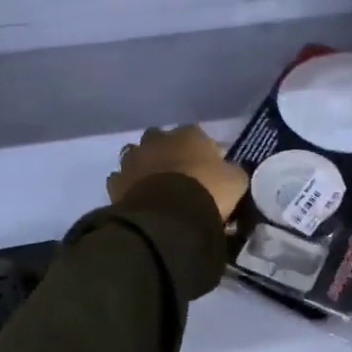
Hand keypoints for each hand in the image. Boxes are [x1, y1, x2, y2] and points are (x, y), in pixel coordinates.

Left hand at [108, 125, 247, 220]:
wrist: (169, 217)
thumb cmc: (207, 191)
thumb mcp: (235, 181)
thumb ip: (232, 171)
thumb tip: (229, 171)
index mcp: (188, 134)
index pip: (196, 134)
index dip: (202, 150)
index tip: (208, 169)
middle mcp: (157, 139)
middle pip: (161, 140)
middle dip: (167, 152)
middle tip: (179, 175)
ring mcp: (133, 159)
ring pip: (137, 156)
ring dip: (144, 167)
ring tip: (156, 188)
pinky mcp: (116, 182)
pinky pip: (121, 180)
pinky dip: (129, 187)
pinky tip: (139, 200)